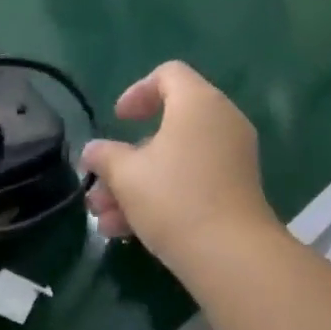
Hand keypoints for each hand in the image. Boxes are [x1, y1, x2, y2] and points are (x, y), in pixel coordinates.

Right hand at [81, 63, 281, 279]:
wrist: (232, 255)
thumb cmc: (175, 199)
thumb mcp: (127, 176)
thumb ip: (105, 156)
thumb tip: (92, 151)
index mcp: (198, 101)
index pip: (169, 74)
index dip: (138, 91)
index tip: (118, 119)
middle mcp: (221, 119)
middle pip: (169, 123)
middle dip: (128, 156)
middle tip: (101, 183)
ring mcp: (233, 154)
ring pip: (177, 158)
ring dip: (139, 183)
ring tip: (104, 220)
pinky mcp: (238, 187)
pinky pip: (195, 177)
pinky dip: (164, 194)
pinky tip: (128, 231)